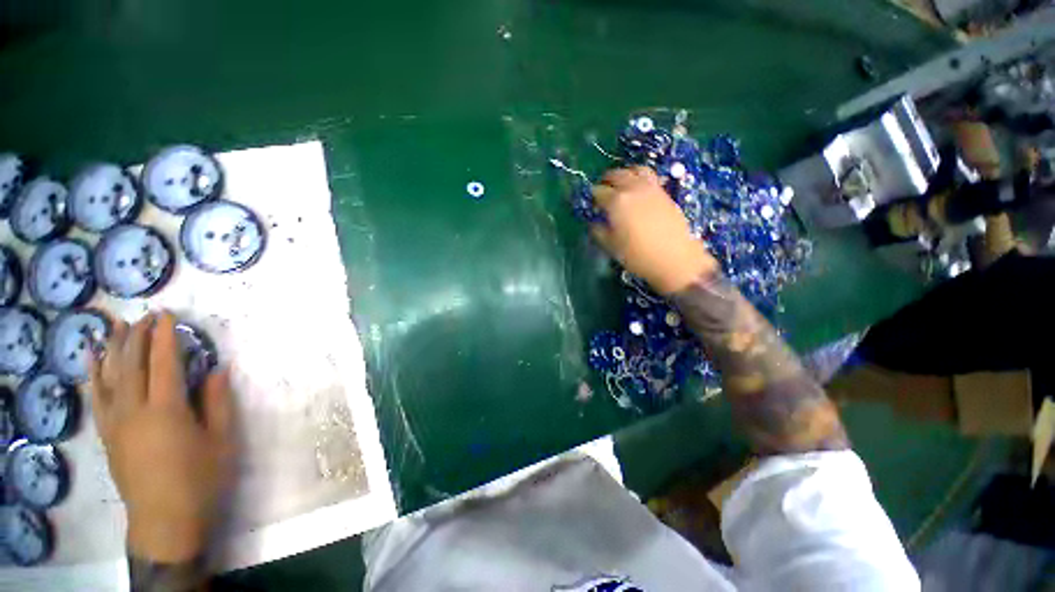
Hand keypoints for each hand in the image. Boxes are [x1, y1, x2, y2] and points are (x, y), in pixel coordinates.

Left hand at [90, 312, 232, 563]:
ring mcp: (115, 423)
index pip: (164, 363)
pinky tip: (93, 361)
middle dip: (137, 336)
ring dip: (112, 349)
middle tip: (144, 315)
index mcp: (167, 410)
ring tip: (115, 327)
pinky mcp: (107, 435)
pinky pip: (97, 398)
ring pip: (109, 377)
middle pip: (132, 365)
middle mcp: (134, 411)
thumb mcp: (221, 440)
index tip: (166, 315)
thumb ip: (218, 402)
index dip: (164, 337)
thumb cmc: (201, 478)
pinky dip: (94, 375)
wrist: (165, 520)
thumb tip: (217, 369)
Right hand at [590, 166, 716, 293]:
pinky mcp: (663, 191)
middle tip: (602, 193)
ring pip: (633, 170)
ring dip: (623, 174)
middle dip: (605, 182)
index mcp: (616, 201)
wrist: (674, 257)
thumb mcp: (611, 246)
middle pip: (615, 175)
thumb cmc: (637, 255)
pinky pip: (648, 176)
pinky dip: (639, 177)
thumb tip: (595, 222)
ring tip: (620, 185)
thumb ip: (598, 231)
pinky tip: (637, 189)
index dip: (592, 198)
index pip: (598, 191)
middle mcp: (632, 188)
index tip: (592, 206)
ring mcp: (650, 187)